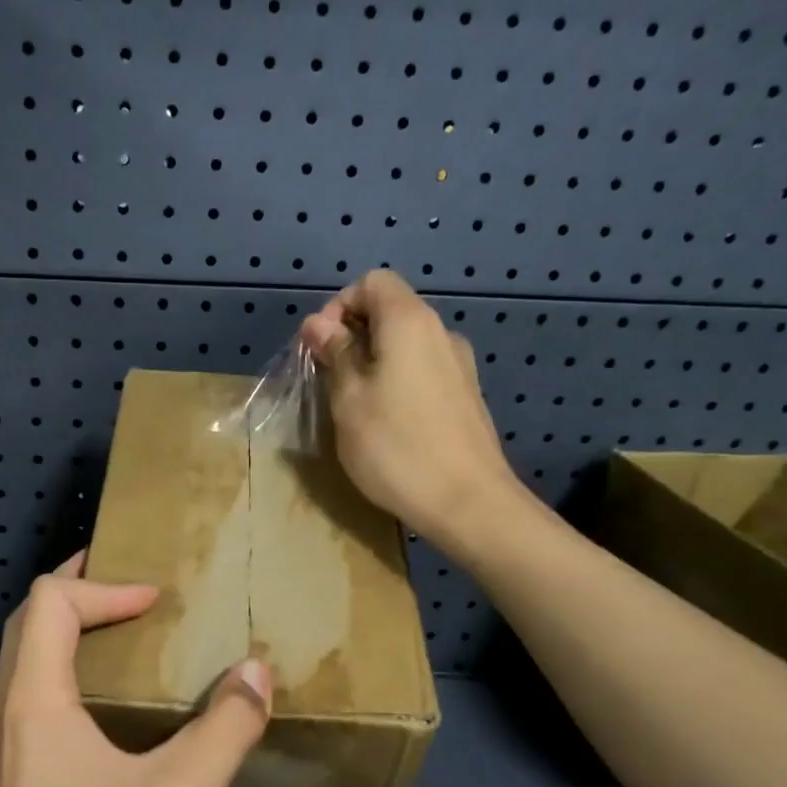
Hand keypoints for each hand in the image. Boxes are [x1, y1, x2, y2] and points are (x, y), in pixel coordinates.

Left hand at [0, 553, 273, 786]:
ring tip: (129, 635)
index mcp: (35, 704)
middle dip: (78, 590)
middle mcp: (9, 719)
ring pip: (27, 664)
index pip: (49, 603)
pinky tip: (118, 709)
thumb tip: (256, 670)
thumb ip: (225, 728)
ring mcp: (9, 756)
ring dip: (70, 632)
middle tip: (133, 586)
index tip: (158, 603)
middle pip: (28, 624)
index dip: (104, 586)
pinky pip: (37, 701)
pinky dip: (71, 673)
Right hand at [300, 269, 528, 560]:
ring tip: (353, 406)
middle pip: (390, 311)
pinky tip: (386, 422)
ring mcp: (458, 365)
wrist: (468, 503)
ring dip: (372, 362)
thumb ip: (335, 354)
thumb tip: (317, 323)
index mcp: (410, 322)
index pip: (372, 283)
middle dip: (351, 336)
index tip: (321, 349)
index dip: (338, 306)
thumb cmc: (397, 448)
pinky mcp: (465, 396)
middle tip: (328, 380)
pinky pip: (422, 370)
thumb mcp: (349, 400)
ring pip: (405, 344)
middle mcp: (440, 332)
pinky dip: (396, 381)